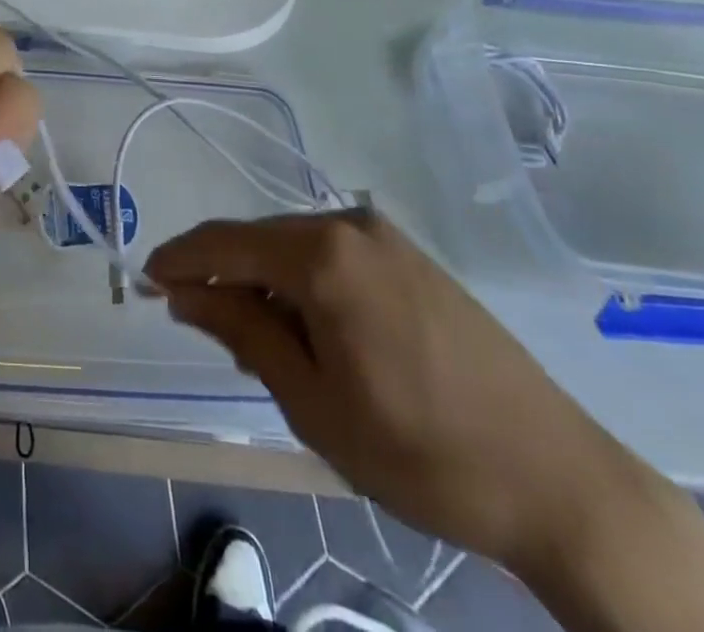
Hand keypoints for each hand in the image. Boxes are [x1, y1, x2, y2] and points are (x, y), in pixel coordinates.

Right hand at [146, 210, 660, 576]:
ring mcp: (386, 237)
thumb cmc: (419, 451)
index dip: (178, 260)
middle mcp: (349, 224)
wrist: (558, 480)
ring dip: (266, 285)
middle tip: (210, 334)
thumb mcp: (311, 400)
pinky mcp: (413, 258)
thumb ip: (241, 331)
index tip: (145, 282)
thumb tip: (184, 291)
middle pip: (259, 240)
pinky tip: (315, 332)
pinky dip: (306, 285)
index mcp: (321, 254)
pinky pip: (334, 257)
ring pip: (296, 248)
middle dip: (224, 278)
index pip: (223, 243)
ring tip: (268, 349)